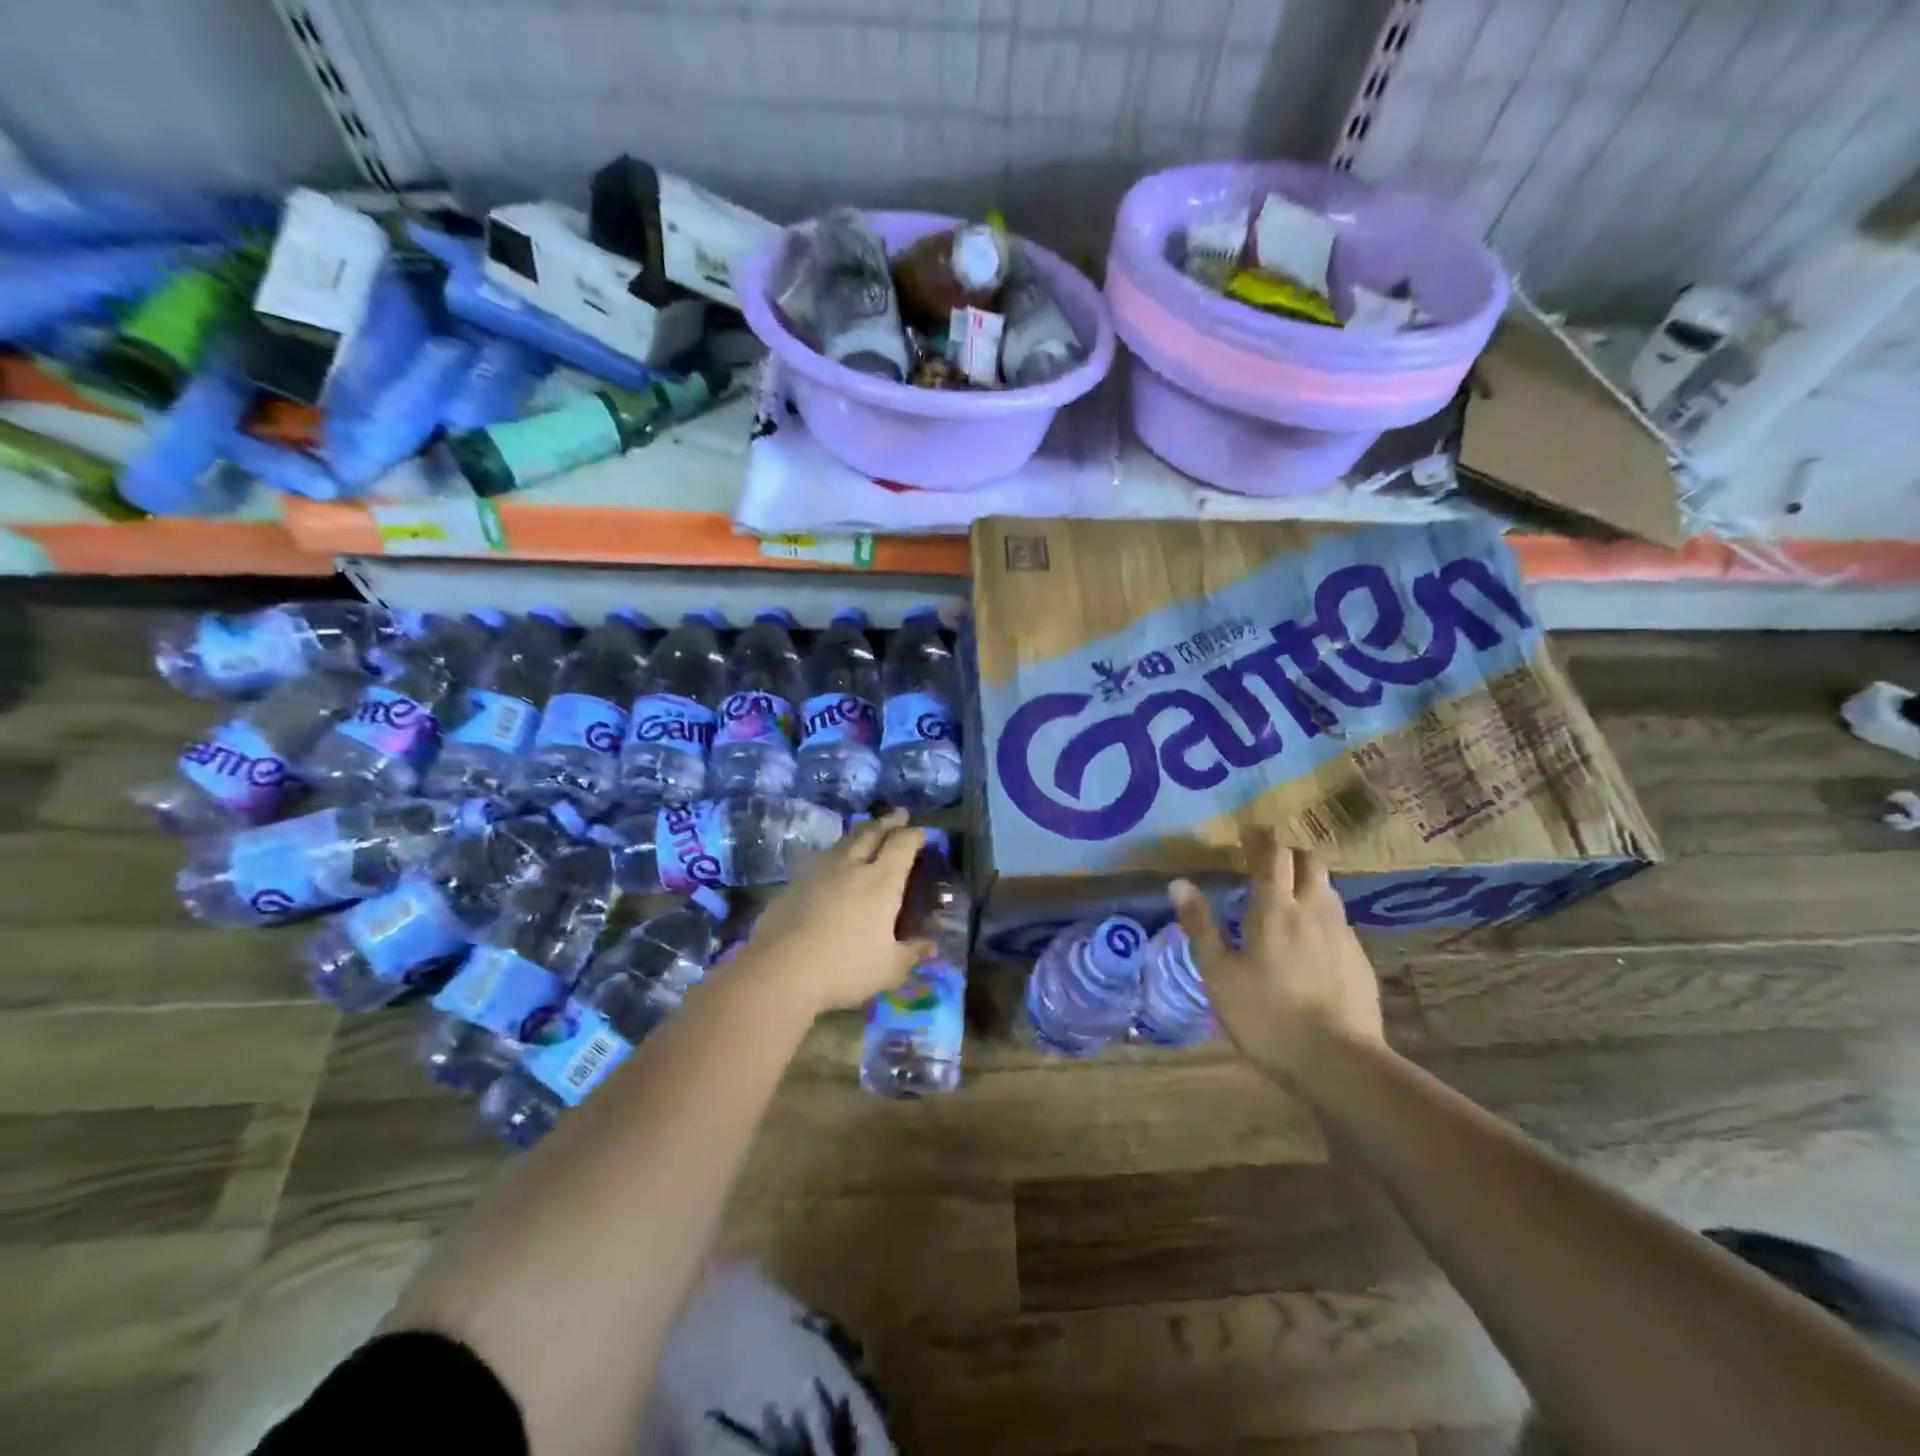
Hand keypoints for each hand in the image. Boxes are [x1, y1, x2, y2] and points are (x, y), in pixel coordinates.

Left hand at [738, 810, 936, 1015]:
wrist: (780, 970)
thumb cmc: (844, 968)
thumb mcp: (889, 969)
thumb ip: (911, 954)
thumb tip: (931, 946)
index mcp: (881, 882)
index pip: (901, 846)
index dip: (913, 835)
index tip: (922, 832)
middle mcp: (851, 867)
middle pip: (871, 833)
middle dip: (888, 822)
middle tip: (899, 814)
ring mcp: (818, 872)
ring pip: (843, 841)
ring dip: (860, 832)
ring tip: (866, 831)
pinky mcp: (793, 883)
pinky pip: (820, 859)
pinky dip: (834, 854)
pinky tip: (832, 863)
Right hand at [1170, 831, 1383, 1072]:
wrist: (1341, 1064)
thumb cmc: (1267, 1017)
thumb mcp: (1219, 975)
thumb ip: (1200, 926)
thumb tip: (1179, 883)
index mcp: (1275, 910)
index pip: (1272, 856)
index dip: (1259, 839)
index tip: (1247, 831)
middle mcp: (1313, 911)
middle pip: (1309, 862)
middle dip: (1288, 853)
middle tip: (1266, 861)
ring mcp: (1342, 934)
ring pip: (1328, 888)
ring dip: (1307, 880)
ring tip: (1288, 895)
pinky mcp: (1359, 959)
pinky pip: (1338, 919)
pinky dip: (1321, 912)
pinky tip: (1310, 937)